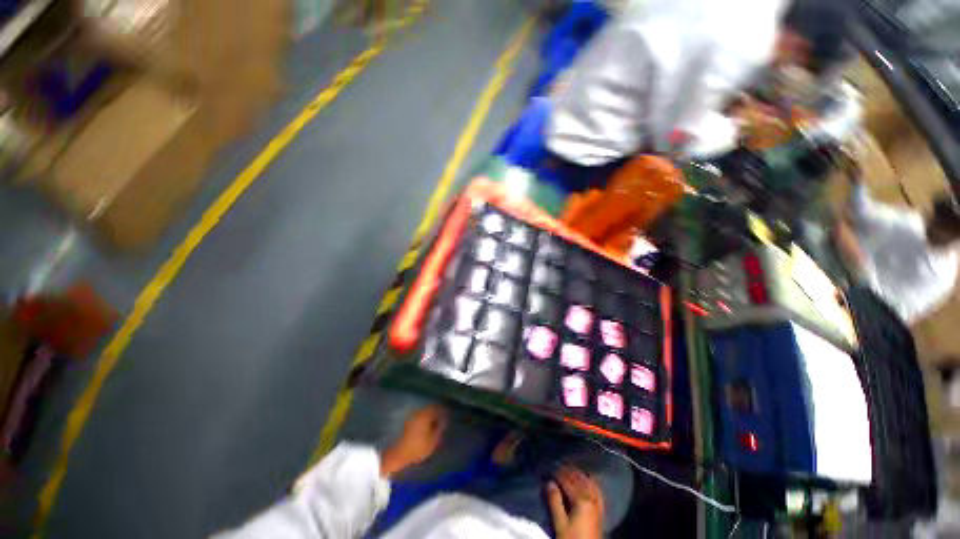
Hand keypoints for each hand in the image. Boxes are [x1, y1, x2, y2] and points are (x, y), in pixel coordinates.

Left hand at [380, 405, 447, 476]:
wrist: (397, 455)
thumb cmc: (417, 448)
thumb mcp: (433, 441)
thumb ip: (440, 429)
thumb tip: (444, 421)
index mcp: (426, 414)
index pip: (439, 408)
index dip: (445, 412)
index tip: (448, 417)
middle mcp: (419, 412)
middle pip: (431, 409)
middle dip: (437, 413)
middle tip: (442, 420)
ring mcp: (412, 416)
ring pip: (425, 413)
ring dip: (430, 417)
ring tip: (435, 425)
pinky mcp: (407, 422)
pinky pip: (419, 417)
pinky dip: (424, 420)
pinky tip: (426, 428)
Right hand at [547, 465, 603, 538]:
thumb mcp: (560, 523)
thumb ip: (554, 501)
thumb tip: (549, 483)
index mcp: (581, 499)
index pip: (567, 480)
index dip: (557, 474)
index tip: (548, 471)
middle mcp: (591, 498)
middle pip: (578, 478)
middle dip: (567, 471)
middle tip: (557, 468)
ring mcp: (597, 503)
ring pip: (587, 481)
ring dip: (578, 474)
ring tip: (569, 471)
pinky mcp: (600, 509)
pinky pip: (595, 489)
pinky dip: (589, 482)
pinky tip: (586, 480)